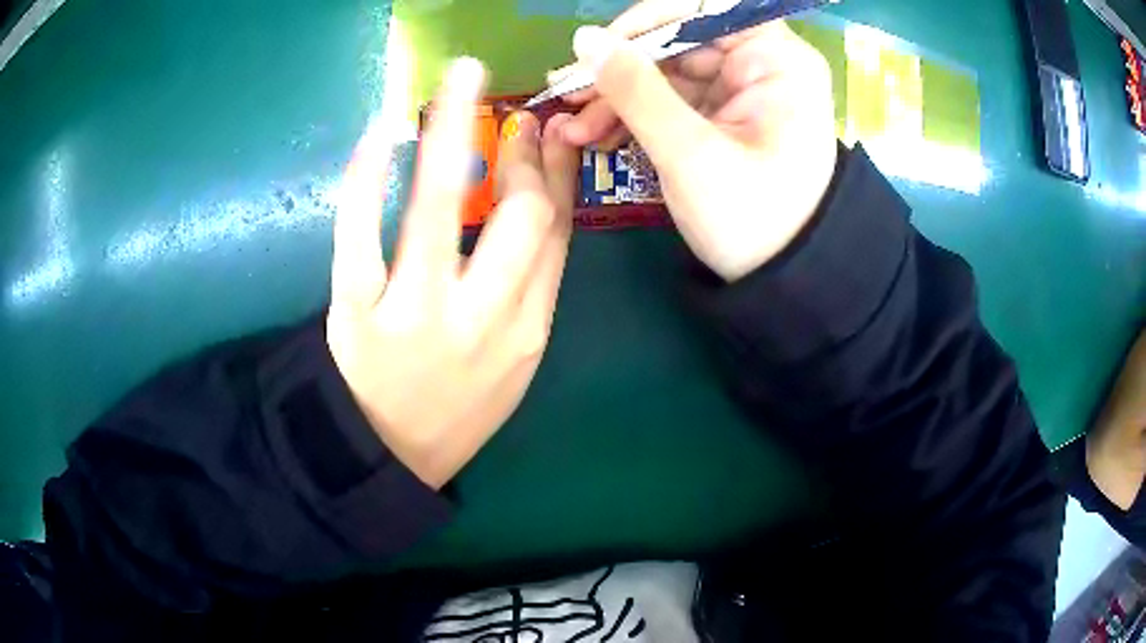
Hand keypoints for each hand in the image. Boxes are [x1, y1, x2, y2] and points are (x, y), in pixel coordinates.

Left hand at [326, 58, 579, 489]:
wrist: (388, 460)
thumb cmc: (455, 409)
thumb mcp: (513, 359)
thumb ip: (530, 287)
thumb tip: (536, 205)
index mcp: (529, 331)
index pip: (555, 234)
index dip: (553, 172)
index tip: (547, 130)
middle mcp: (482, 319)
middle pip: (517, 215)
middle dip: (517, 152)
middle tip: (507, 112)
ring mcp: (415, 315)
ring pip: (438, 207)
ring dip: (450, 128)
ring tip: (459, 77)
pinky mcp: (356, 316)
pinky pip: (358, 235)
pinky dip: (366, 178)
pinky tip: (380, 134)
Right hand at [556, 2, 837, 280]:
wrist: (780, 281)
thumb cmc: (752, 221)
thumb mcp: (690, 155)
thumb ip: (636, 91)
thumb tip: (585, 40)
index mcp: (777, 60)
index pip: (704, 8)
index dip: (646, 22)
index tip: (598, 50)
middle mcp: (763, 64)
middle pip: (678, 41)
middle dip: (620, 70)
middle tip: (566, 97)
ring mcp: (742, 90)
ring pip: (666, 72)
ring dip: (616, 97)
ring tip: (573, 129)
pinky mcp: (724, 115)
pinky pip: (670, 100)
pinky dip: (634, 115)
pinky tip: (597, 135)